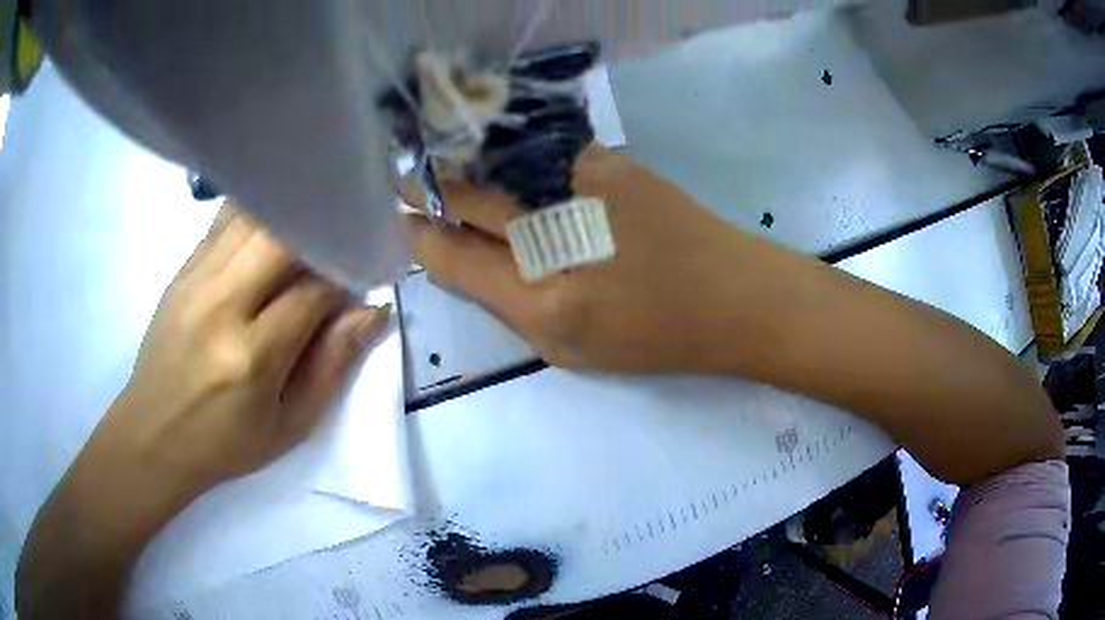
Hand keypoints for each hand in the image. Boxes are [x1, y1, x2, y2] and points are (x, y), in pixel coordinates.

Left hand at [94, 203, 389, 496]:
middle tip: (340, 242)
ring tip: (310, 231)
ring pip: (253, 216)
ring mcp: (195, 280)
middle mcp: (220, 305)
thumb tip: (373, 312)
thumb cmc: (224, 443)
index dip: (348, 275)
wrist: (153, 434)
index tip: (365, 273)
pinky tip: (272, 229)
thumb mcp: (289, 426)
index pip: (313, 290)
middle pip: (281, 234)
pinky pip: (225, 221)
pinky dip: (257, 215)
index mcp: (251, 356)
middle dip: (321, 230)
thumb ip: (332, 366)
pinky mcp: (182, 271)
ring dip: (290, 216)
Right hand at [405, 146, 786, 372]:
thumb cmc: (652, 335)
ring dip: (463, 166)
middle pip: (463, 196)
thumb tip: (458, 258)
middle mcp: (552, 229)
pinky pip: (535, 151)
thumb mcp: (567, 348)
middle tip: (407, 185)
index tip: (402, 222)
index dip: (418, 236)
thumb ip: (504, 303)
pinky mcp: (605, 157)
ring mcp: (580, 182)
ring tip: (445, 169)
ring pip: (494, 164)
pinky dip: (509, 156)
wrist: (731, 293)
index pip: (450, 254)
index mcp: (540, 297)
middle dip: (428, 190)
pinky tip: (502, 160)